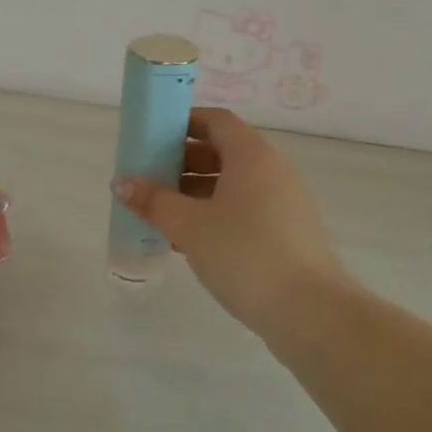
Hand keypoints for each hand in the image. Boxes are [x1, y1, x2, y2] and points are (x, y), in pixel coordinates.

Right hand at [113, 108, 343, 332]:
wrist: (310, 311)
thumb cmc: (245, 253)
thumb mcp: (190, 226)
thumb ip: (154, 201)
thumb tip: (122, 182)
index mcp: (251, 154)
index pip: (215, 121)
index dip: (183, 124)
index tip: (152, 139)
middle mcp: (271, 169)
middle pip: (222, 151)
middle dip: (183, 162)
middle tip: (150, 180)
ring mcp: (284, 201)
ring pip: (232, 184)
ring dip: (196, 193)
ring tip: (162, 214)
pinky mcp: (287, 232)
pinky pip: (245, 209)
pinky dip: (216, 215)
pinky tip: (189, 242)